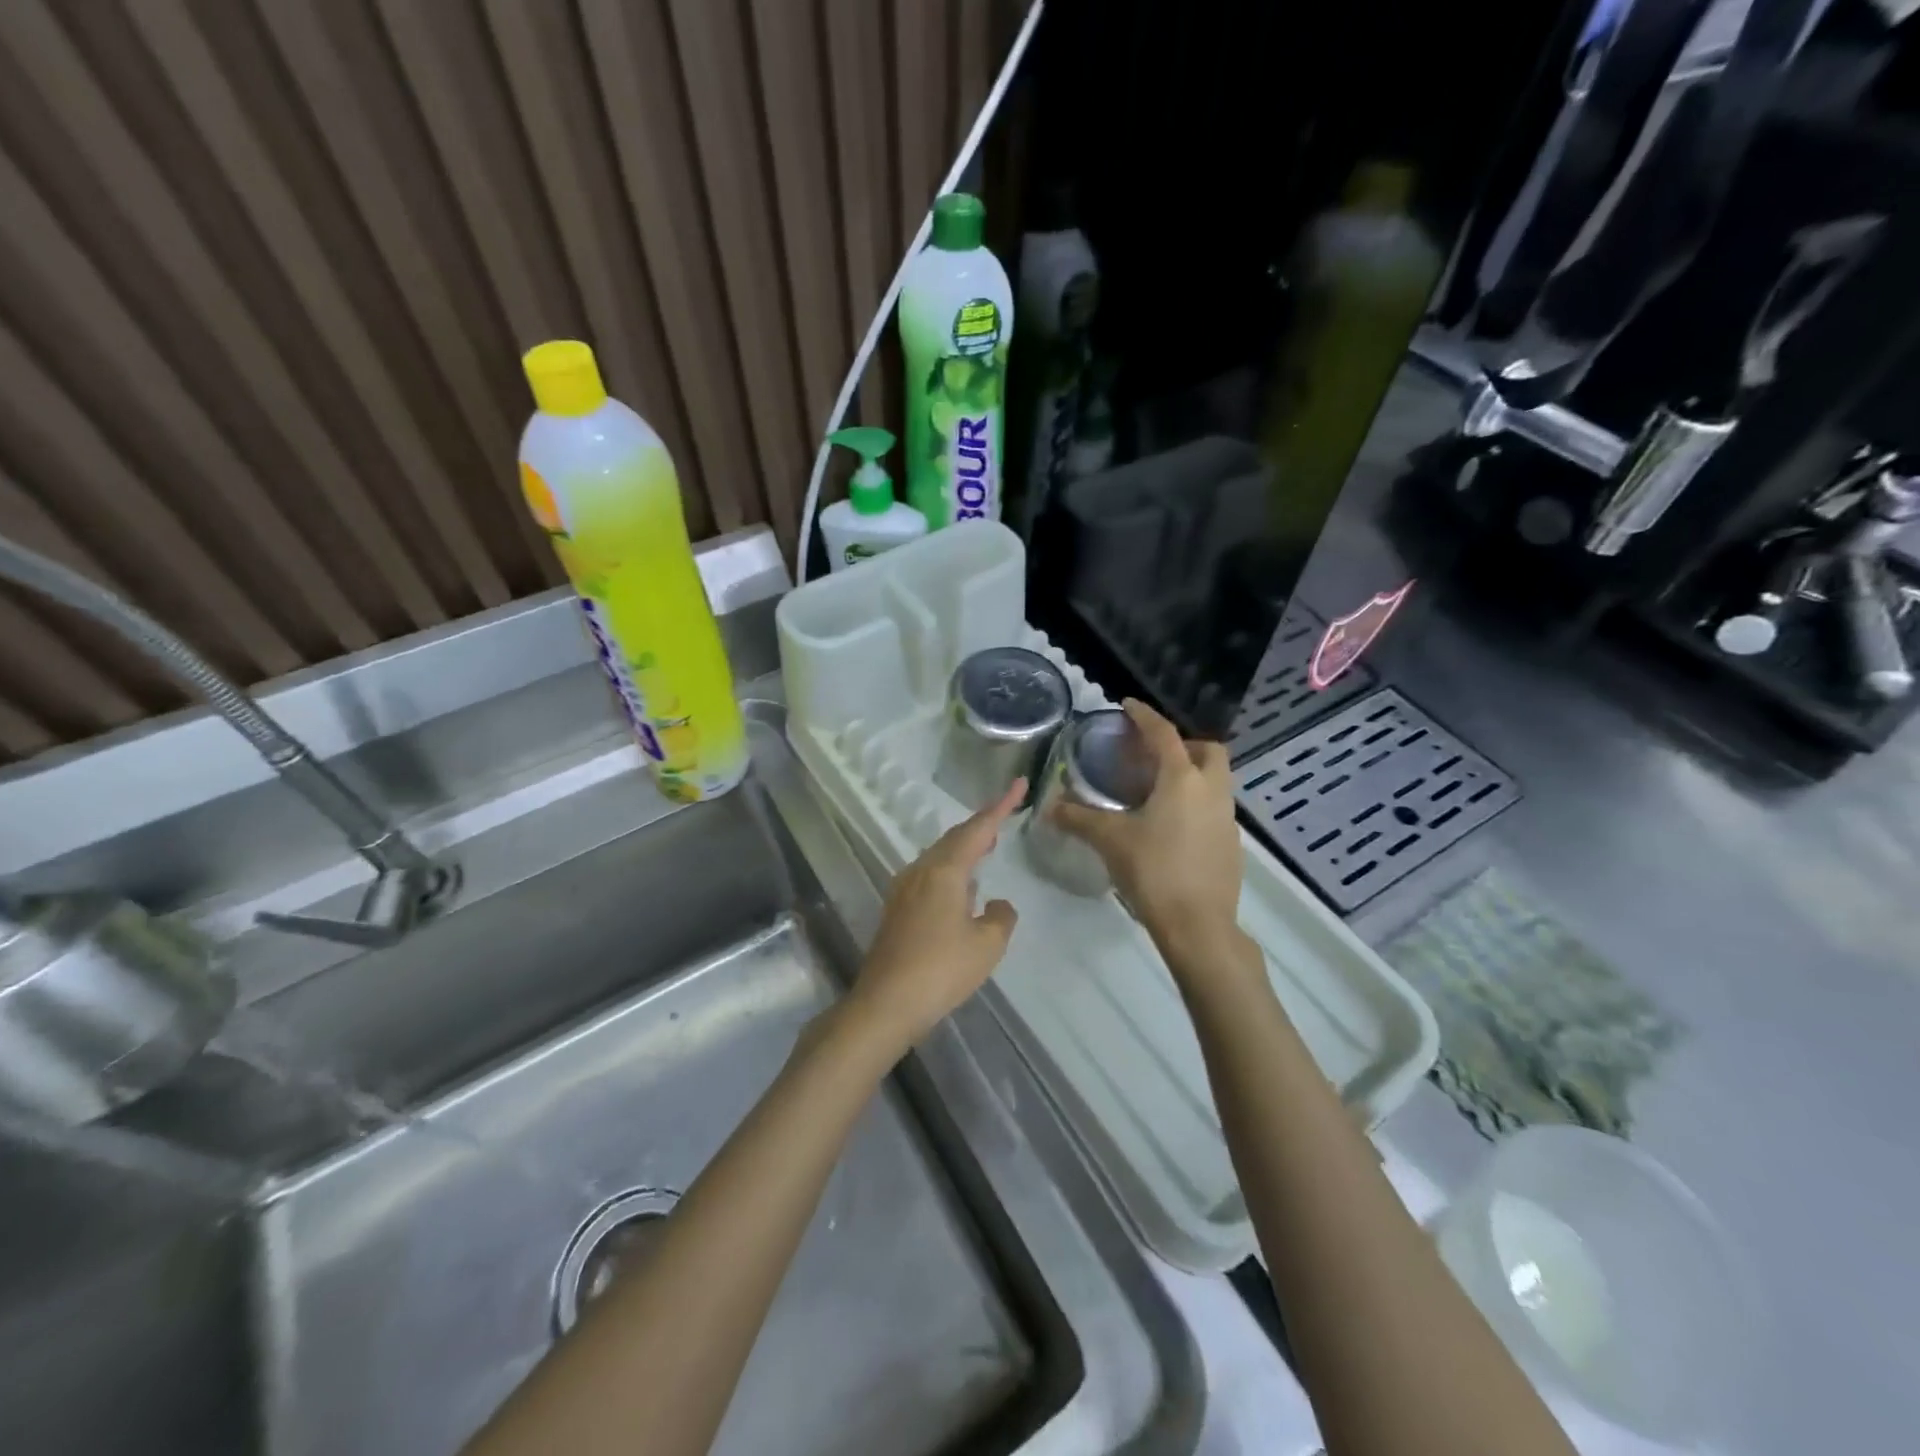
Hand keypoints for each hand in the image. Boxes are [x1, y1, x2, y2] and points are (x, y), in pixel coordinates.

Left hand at [844, 779, 1024, 1056]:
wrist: (886, 1003)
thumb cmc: (941, 970)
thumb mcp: (987, 945)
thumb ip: (1000, 917)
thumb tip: (996, 904)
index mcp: (944, 870)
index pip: (978, 829)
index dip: (1000, 806)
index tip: (1019, 784)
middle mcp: (921, 871)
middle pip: (954, 838)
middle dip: (981, 825)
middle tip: (1005, 815)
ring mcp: (904, 889)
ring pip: (940, 856)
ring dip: (965, 848)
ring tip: (987, 846)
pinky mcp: (897, 910)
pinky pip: (930, 876)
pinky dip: (952, 870)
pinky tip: (962, 888)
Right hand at [1055, 699, 1243, 952]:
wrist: (1199, 926)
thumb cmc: (1153, 871)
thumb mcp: (1109, 840)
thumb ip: (1078, 818)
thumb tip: (1048, 806)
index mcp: (1182, 779)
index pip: (1164, 734)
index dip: (1144, 716)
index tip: (1128, 705)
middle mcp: (1212, 790)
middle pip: (1208, 750)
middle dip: (1183, 744)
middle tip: (1152, 756)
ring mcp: (1227, 818)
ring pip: (1215, 780)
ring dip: (1191, 774)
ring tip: (1156, 791)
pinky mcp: (1231, 844)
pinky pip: (1215, 808)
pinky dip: (1195, 803)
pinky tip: (1170, 826)